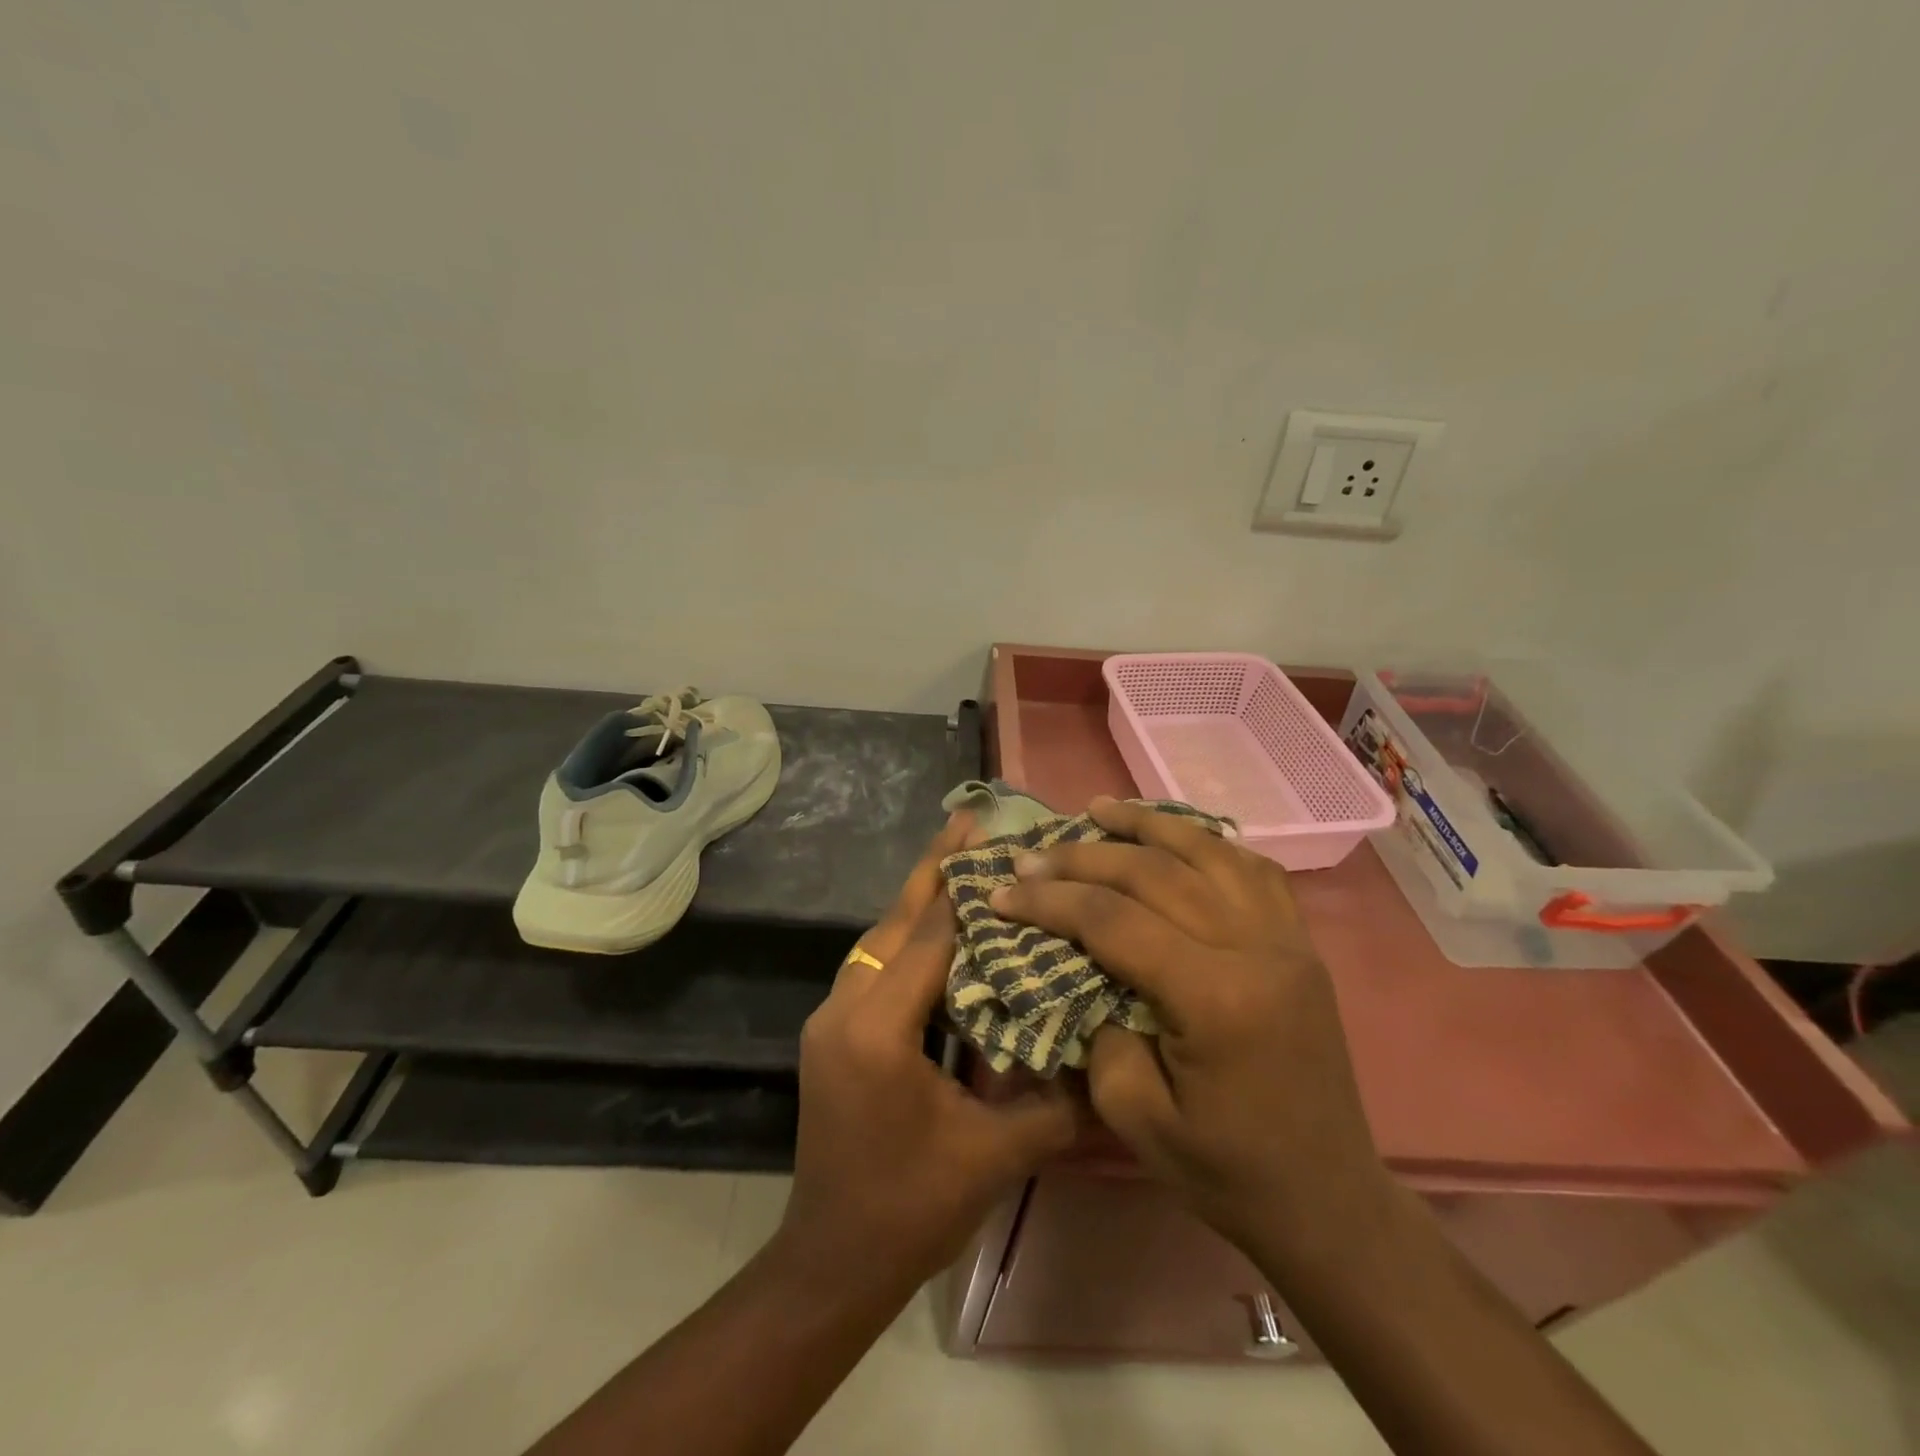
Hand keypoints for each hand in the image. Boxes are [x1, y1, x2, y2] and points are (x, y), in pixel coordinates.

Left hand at [775, 815, 1078, 1289]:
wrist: (831, 1262)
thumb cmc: (910, 1209)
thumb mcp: (994, 1157)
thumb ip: (1055, 1103)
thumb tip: (1109, 1058)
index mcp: (878, 1029)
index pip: (930, 936)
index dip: (964, 886)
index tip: (993, 835)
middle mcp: (845, 1007)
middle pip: (895, 921)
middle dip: (933, 870)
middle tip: (969, 820)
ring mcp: (832, 1018)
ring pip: (881, 939)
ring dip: (920, 900)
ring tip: (962, 863)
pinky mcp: (834, 1033)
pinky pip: (876, 966)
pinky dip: (909, 939)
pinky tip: (941, 931)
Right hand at [988, 797, 1389, 1267]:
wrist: (1327, 1199)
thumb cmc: (1226, 1171)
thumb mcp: (1136, 1118)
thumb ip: (1097, 1030)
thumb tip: (1077, 968)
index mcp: (1216, 999)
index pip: (1115, 922)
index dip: (1051, 902)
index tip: (1002, 892)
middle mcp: (1257, 949)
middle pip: (1156, 874)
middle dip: (1083, 858)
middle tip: (1031, 854)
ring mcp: (1287, 939)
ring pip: (1208, 851)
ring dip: (1146, 825)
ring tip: (1097, 808)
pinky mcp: (1301, 943)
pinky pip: (1253, 869)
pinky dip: (1206, 841)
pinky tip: (1174, 835)